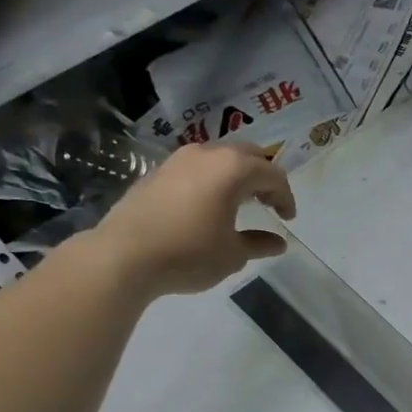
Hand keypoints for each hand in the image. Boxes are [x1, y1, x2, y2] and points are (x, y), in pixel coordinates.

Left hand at [91, 141, 297, 295]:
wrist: (123, 256)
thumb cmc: (189, 253)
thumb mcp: (233, 254)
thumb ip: (259, 243)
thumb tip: (278, 243)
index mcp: (233, 168)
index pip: (272, 174)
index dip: (285, 196)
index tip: (288, 219)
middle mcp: (206, 154)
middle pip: (247, 155)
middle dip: (263, 177)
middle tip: (269, 202)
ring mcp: (177, 161)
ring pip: (218, 158)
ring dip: (235, 176)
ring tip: (240, 202)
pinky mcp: (156, 173)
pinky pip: (195, 169)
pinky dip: (211, 182)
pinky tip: (208, 206)